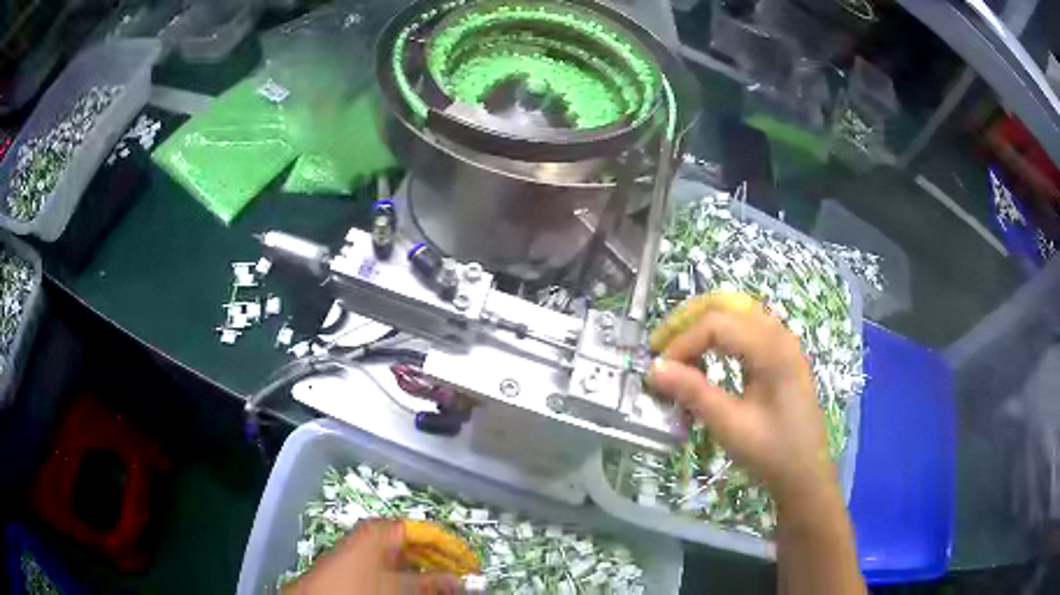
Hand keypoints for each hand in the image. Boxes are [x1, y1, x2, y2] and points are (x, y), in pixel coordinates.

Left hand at [283, 519, 461, 594]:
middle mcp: (373, 536)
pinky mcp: (358, 567)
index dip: (452, 547)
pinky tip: (421, 591)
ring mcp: (365, 551)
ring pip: (405, 560)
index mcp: (382, 531)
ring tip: (446, 588)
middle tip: (463, 579)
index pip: (426, 531)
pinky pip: (391, 569)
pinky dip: (409, 580)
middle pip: (416, 544)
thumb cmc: (358, 588)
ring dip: (427, 574)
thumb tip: (461, 580)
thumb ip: (432, 583)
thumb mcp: (400, 587)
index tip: (473, 564)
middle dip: (441, 563)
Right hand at [649, 305, 834, 505]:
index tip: (660, 371)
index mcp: (773, 349)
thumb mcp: (731, 425)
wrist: (806, 474)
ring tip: (678, 354)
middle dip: (688, 323)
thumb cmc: (772, 452)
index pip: (717, 324)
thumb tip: (654, 369)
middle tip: (661, 348)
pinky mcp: (781, 356)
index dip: (683, 342)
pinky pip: (745, 330)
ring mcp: (783, 343)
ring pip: (736, 314)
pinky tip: (706, 360)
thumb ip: (694, 392)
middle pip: (727, 306)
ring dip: (703, 328)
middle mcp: (780, 335)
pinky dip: (720, 338)